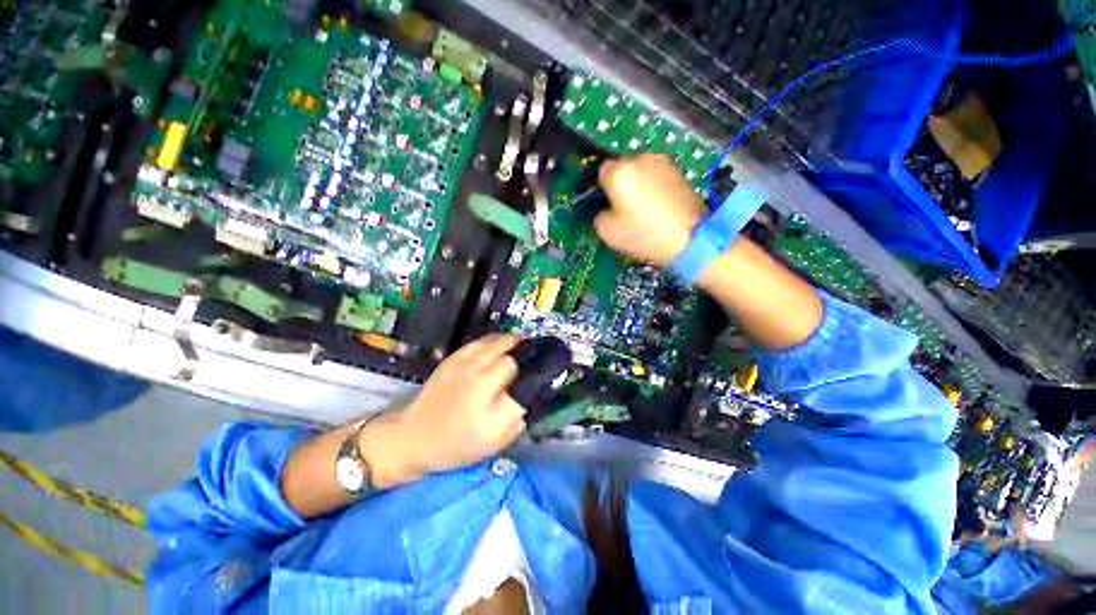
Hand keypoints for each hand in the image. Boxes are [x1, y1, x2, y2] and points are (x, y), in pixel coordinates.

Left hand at [362, 334, 525, 485]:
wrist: (414, 436)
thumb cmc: (456, 444)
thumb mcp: (494, 440)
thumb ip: (518, 415)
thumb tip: (534, 394)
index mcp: (489, 395)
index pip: (523, 371)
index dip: (538, 367)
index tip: (548, 367)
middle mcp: (479, 372)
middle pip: (513, 350)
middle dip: (529, 350)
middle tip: (540, 354)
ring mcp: (465, 361)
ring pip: (498, 340)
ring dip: (516, 341)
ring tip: (526, 346)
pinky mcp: (455, 357)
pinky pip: (483, 341)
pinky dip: (498, 340)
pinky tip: (503, 346)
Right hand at [595, 154, 705, 266]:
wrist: (689, 236)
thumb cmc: (643, 233)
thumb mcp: (608, 232)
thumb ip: (599, 216)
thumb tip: (606, 209)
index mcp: (620, 172)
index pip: (602, 171)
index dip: (603, 188)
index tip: (608, 205)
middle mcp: (640, 159)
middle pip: (623, 168)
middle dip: (622, 183)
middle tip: (626, 208)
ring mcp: (662, 162)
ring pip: (641, 170)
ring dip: (639, 183)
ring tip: (645, 207)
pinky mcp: (679, 170)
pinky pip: (657, 175)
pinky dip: (655, 186)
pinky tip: (660, 205)